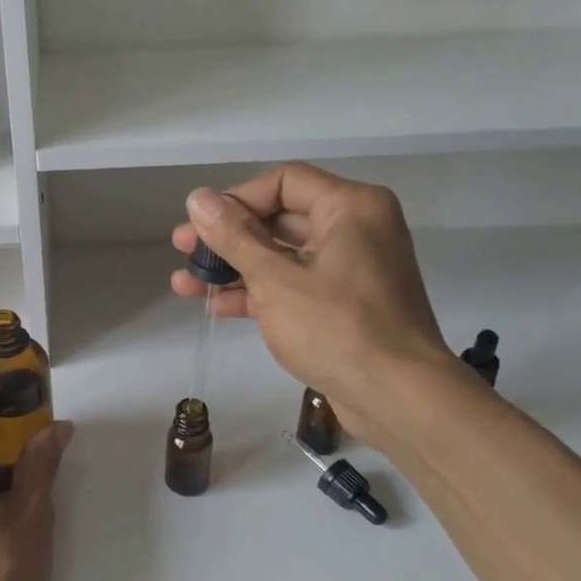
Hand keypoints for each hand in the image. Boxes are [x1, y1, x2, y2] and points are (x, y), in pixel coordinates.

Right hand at [169, 165, 460, 445]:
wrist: (398, 397)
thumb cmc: (336, 327)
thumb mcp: (275, 279)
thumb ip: (233, 237)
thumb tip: (197, 198)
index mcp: (350, 207)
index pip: (283, 182)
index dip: (235, 200)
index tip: (198, 225)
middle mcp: (355, 229)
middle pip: (280, 219)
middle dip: (228, 238)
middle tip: (182, 251)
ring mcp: (350, 269)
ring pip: (283, 257)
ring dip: (235, 269)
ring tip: (185, 283)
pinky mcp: (343, 305)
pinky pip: (294, 286)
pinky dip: (259, 293)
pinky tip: (216, 306)